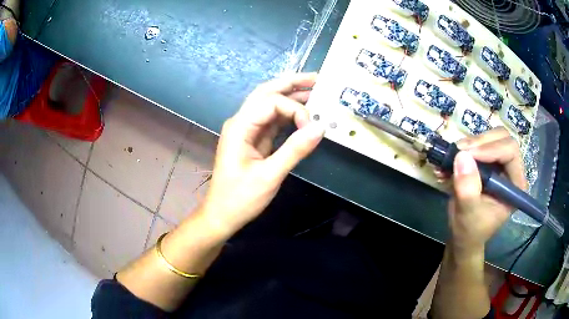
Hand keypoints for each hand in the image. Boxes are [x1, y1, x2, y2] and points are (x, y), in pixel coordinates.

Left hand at [199, 73, 324, 236]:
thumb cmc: (240, 198)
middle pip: (267, 93)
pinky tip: (304, 112)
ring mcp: (247, 130)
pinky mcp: (254, 139)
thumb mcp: (269, 176)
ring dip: (291, 95)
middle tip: (317, 78)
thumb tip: (321, 127)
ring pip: (270, 104)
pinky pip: (273, 120)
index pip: (272, 102)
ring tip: (314, 89)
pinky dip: (289, 114)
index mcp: (240, 127)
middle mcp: (242, 122)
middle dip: (291, 83)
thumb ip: (295, 150)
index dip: (296, 109)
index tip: (312, 127)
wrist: (222, 215)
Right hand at [446, 127, 526, 256]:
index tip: (467, 154)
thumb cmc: (470, 230)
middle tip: (459, 151)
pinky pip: (479, 144)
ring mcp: (500, 164)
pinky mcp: (488, 162)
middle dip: (480, 141)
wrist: (463, 235)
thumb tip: (462, 155)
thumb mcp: (468, 214)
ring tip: (451, 156)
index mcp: (515, 184)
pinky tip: (449, 160)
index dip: (490, 148)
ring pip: (490, 137)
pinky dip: (464, 148)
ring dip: (470, 143)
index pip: (510, 151)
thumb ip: (468, 189)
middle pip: (502, 138)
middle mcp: (511, 170)